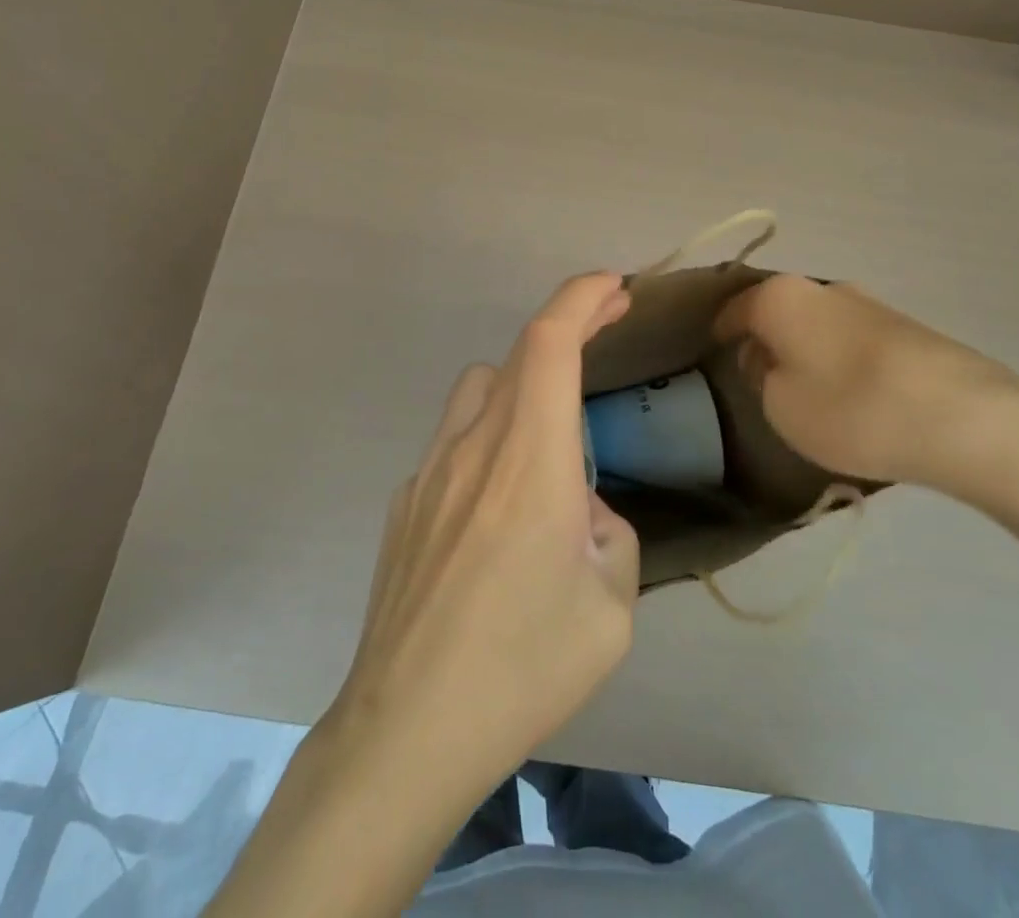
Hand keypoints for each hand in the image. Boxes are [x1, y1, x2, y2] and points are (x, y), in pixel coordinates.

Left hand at [323, 272, 641, 807]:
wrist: (405, 730)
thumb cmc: (521, 668)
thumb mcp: (610, 608)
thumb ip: (609, 533)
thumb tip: (580, 507)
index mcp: (529, 457)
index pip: (550, 340)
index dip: (582, 297)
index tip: (615, 287)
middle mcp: (473, 445)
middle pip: (517, 355)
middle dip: (567, 332)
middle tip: (604, 340)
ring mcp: (428, 471)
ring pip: (479, 391)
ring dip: (521, 386)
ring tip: (549, 440)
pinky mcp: (403, 503)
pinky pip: (454, 443)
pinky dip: (487, 442)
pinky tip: (497, 513)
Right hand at [713, 274, 1018, 502]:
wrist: (965, 418)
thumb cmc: (851, 408)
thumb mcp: (781, 405)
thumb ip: (762, 377)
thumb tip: (767, 358)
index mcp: (781, 297)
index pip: (733, 309)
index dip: (719, 334)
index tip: (713, 356)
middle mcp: (822, 287)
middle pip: (778, 311)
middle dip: (765, 340)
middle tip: (760, 380)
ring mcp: (868, 303)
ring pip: (816, 324)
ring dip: (805, 350)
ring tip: (808, 392)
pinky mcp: (905, 327)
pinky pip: (851, 339)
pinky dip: (840, 359)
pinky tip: (852, 394)